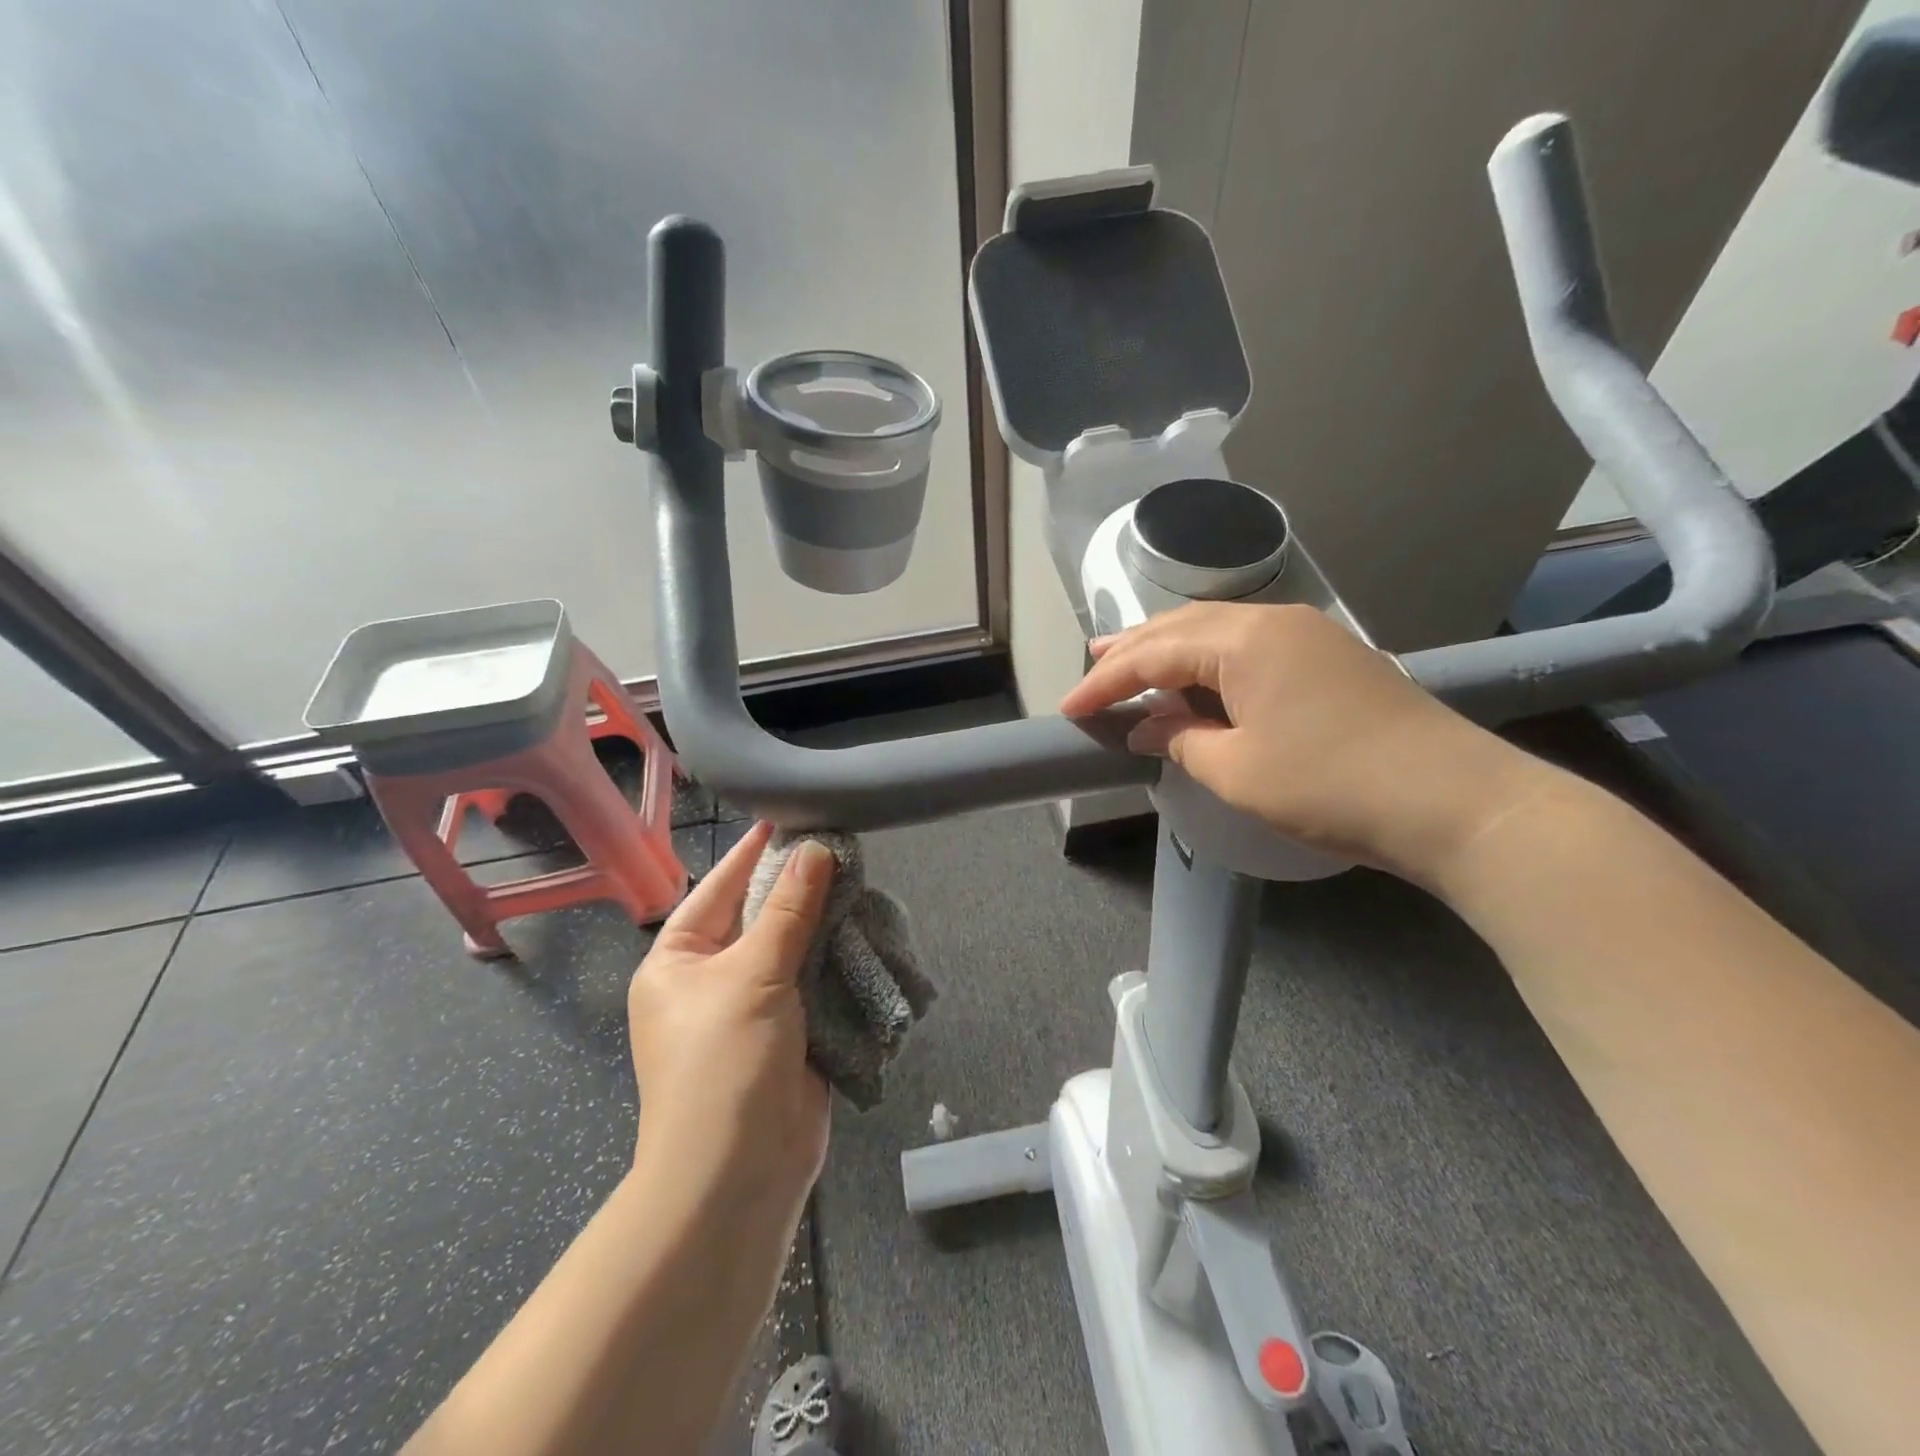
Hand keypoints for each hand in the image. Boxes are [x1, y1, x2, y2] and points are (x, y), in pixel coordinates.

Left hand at [627, 821, 833, 1219]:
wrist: (739, 1175)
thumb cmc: (725, 1062)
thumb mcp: (753, 974)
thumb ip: (789, 910)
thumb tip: (816, 849)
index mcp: (678, 961)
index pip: (717, 889)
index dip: (752, 854)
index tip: (787, 817)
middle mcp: (711, 980)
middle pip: (759, 917)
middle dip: (797, 887)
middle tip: (839, 845)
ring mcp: (752, 1008)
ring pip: (792, 949)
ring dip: (823, 922)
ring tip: (860, 878)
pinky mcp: (791, 1033)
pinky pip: (814, 982)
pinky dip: (838, 959)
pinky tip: (866, 929)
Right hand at [1059, 602, 1554, 884]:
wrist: (1454, 801)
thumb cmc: (1330, 784)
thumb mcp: (1237, 770)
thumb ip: (1180, 739)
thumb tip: (1147, 725)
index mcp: (1244, 640)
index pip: (1154, 653)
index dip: (1106, 682)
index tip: (1068, 707)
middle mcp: (1273, 621)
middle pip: (1183, 626)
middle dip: (1134, 649)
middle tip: (1092, 666)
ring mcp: (1308, 636)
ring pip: (1218, 632)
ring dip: (1172, 650)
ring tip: (1133, 666)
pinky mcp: (1330, 659)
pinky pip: (1250, 647)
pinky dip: (1210, 662)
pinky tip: (1198, 682)